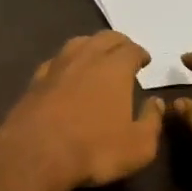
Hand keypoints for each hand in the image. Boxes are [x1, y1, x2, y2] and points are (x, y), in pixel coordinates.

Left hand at [0, 32, 164, 190]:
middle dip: (118, 43)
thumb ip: (152, 121)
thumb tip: (156, 103)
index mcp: (114, 68)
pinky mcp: (35, 81)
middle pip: (104, 38)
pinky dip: (66, 62)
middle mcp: (85, 58)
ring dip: (91, 46)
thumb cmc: (94, 149)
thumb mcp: (138, 146)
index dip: (140, 53)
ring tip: (97, 57)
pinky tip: (66, 72)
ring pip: (77, 43)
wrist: (36, 153)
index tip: (144, 61)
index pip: (131, 49)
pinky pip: (55, 61)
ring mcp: (56, 66)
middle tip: (125, 53)